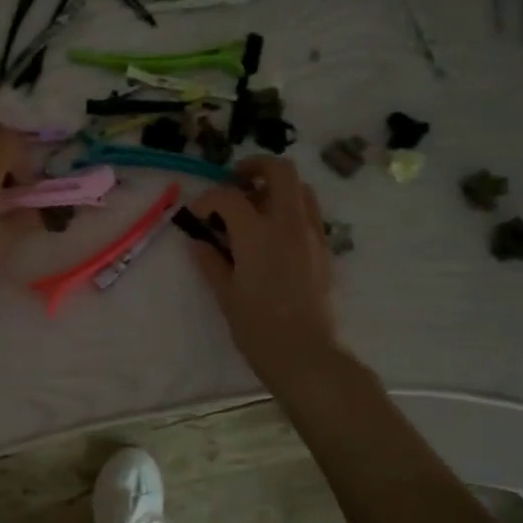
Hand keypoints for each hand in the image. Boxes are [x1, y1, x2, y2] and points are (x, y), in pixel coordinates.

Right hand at [185, 157, 339, 380]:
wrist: (307, 355)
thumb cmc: (258, 328)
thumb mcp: (226, 295)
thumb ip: (211, 262)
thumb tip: (198, 242)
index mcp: (257, 234)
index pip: (229, 196)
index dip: (208, 199)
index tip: (197, 214)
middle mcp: (288, 224)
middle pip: (279, 170)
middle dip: (255, 167)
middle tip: (235, 182)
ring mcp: (311, 234)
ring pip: (300, 188)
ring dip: (276, 187)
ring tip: (256, 207)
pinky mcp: (325, 249)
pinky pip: (310, 213)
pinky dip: (291, 209)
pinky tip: (274, 233)